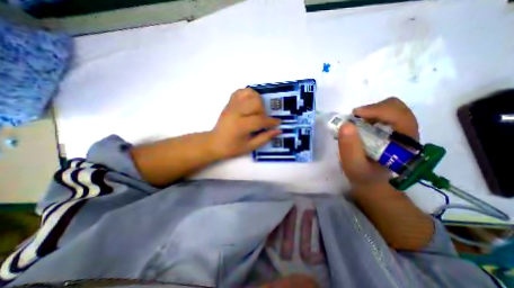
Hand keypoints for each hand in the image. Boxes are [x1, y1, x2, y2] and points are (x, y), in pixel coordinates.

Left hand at [209, 88, 280, 159]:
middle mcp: (235, 112)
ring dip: (257, 100)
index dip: (271, 121)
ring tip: (256, 110)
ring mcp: (231, 106)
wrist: (214, 143)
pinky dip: (248, 94)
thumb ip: (265, 138)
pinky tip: (250, 103)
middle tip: (262, 119)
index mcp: (240, 126)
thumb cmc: (232, 148)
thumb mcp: (250, 147)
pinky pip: (240, 91)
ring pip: (249, 93)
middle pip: (256, 102)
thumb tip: (278, 130)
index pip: (260, 119)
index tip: (277, 122)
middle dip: (263, 111)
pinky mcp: (229, 103)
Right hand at [341, 98, 418, 188]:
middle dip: (373, 109)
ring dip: (370, 112)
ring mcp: (399, 131)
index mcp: (405, 144)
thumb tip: (346, 124)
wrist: (371, 181)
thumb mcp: (354, 166)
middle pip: (397, 108)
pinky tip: (359, 125)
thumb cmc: (363, 176)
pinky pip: (383, 114)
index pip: (400, 116)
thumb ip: (350, 148)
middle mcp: (407, 134)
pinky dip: (369, 115)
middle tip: (354, 118)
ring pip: (390, 109)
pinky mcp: (390, 131)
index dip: (378, 110)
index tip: (355, 114)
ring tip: (355, 123)